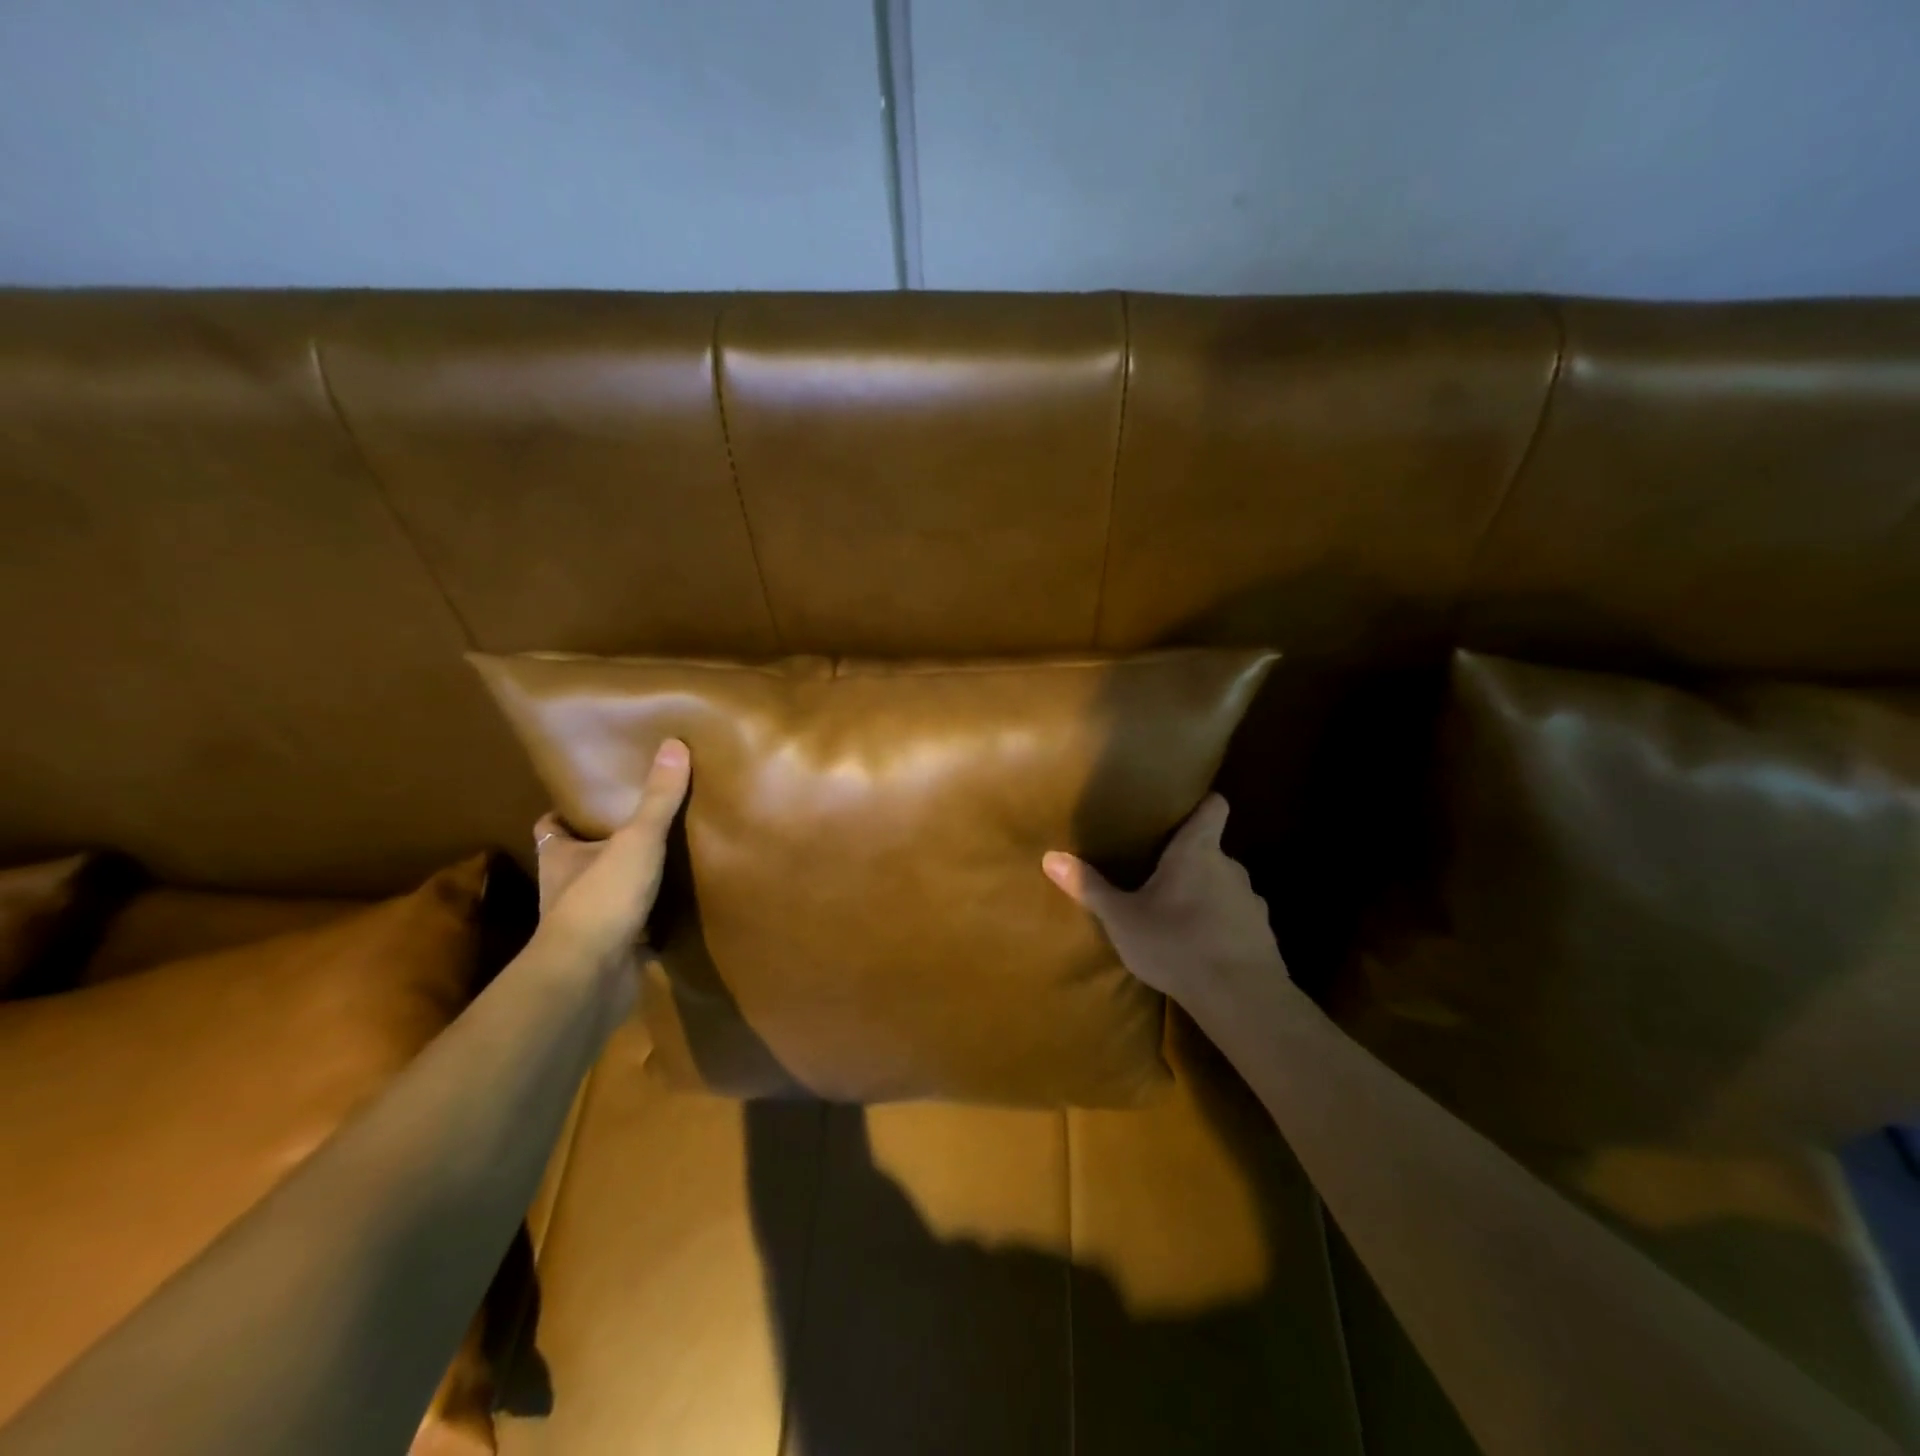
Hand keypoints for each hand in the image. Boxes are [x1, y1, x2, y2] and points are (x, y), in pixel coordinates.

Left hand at [533, 739, 690, 968]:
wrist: (590, 977)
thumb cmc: (602, 898)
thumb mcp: (637, 840)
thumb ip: (658, 798)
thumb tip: (675, 743)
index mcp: (561, 857)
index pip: (550, 829)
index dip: (563, 816)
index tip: (584, 802)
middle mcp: (565, 889)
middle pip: (577, 861)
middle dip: (600, 848)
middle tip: (636, 827)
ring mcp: (586, 924)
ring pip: (603, 896)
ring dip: (624, 885)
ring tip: (661, 863)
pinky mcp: (610, 952)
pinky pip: (631, 929)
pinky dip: (647, 921)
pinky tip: (674, 910)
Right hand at [1042, 793, 1287, 1007]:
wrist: (1241, 998)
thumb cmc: (1177, 943)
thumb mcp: (1122, 918)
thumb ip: (1089, 887)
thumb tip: (1050, 857)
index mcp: (1197, 851)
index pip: (1214, 806)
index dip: (1202, 803)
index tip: (1184, 809)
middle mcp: (1230, 867)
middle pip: (1212, 850)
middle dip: (1189, 860)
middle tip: (1158, 874)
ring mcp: (1252, 902)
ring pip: (1225, 886)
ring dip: (1206, 895)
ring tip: (1179, 915)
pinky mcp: (1263, 935)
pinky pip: (1237, 919)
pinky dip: (1222, 926)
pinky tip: (1203, 948)